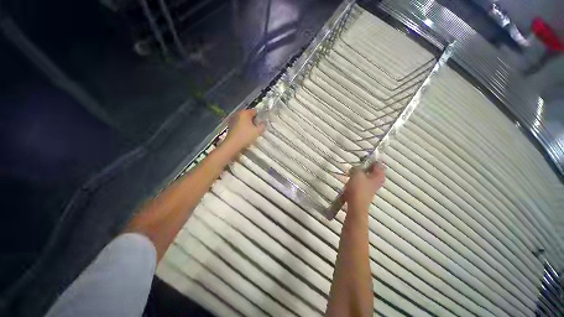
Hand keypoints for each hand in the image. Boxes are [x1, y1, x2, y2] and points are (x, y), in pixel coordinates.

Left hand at [223, 109, 265, 151]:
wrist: (232, 145)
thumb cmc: (245, 136)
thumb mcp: (257, 131)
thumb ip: (263, 125)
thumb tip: (264, 122)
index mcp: (244, 113)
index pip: (255, 111)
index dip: (260, 117)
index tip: (262, 123)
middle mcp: (238, 113)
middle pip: (249, 115)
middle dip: (254, 120)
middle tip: (258, 127)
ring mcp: (233, 119)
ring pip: (244, 119)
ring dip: (248, 123)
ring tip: (252, 131)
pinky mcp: (230, 125)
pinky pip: (239, 123)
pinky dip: (243, 126)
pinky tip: (246, 133)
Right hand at [343, 162, 385, 210]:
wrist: (356, 204)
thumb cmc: (358, 187)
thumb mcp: (357, 173)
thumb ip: (358, 168)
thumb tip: (357, 167)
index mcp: (378, 175)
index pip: (379, 164)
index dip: (372, 160)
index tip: (363, 157)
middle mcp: (377, 181)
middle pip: (374, 171)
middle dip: (366, 167)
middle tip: (358, 165)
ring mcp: (372, 187)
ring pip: (368, 176)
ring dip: (361, 173)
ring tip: (352, 171)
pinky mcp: (365, 191)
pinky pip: (363, 182)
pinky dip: (358, 179)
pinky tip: (351, 179)